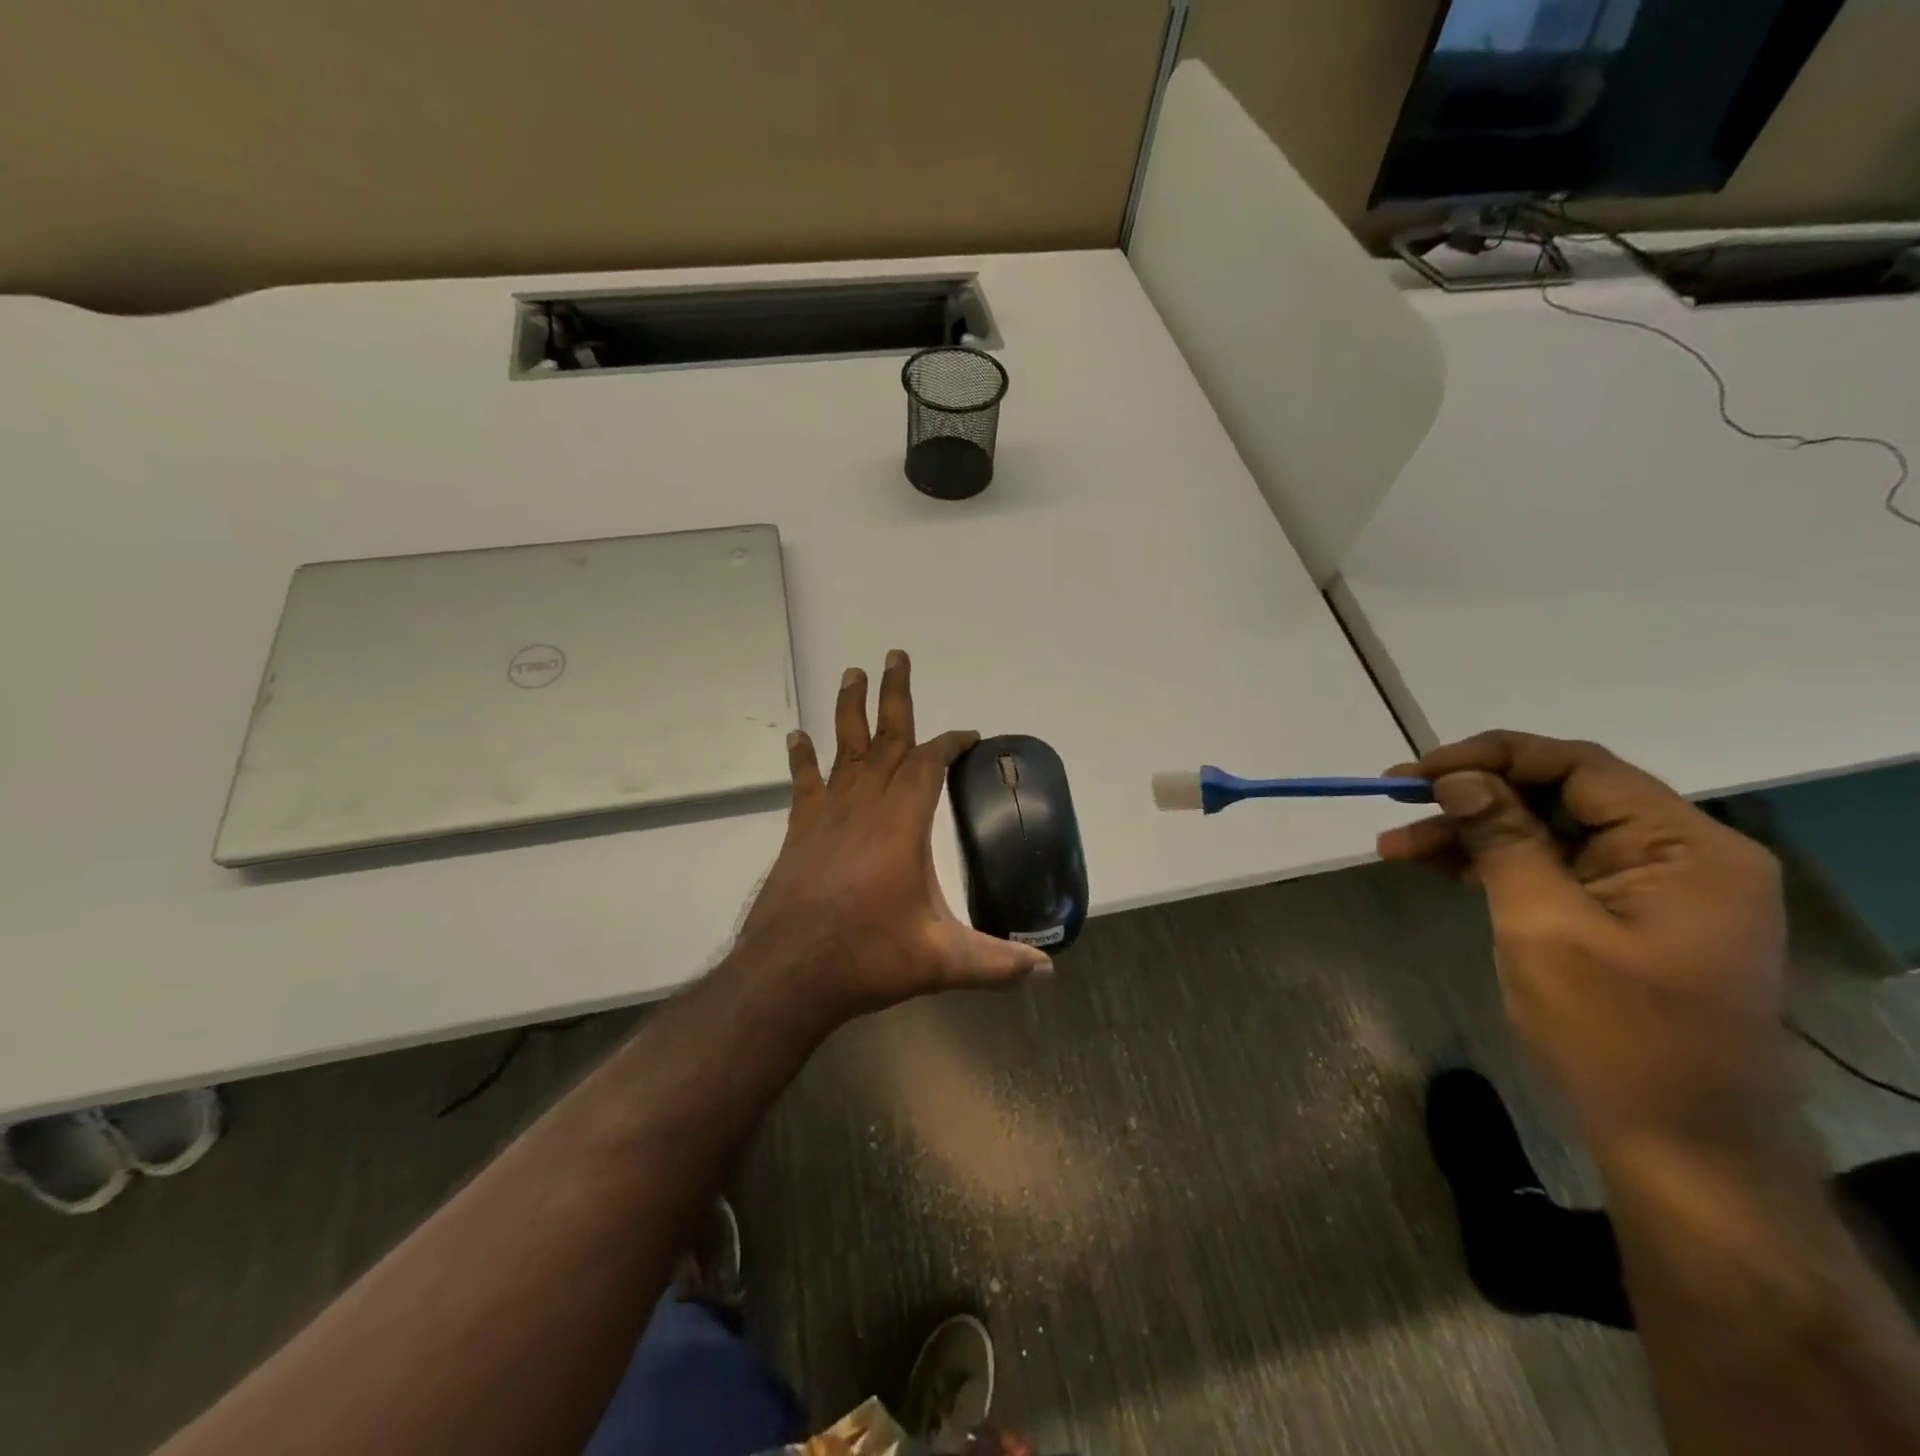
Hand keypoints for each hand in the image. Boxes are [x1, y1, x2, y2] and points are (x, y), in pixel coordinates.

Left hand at [730, 650, 1050, 1024]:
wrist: (788, 973)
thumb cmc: (868, 957)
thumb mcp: (942, 961)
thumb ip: (997, 964)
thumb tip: (1047, 973)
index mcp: (903, 823)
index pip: (930, 764)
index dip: (951, 744)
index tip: (968, 735)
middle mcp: (865, 805)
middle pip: (886, 738)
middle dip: (895, 695)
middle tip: (896, 655)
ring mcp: (828, 815)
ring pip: (844, 749)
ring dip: (850, 710)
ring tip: (852, 674)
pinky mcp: (800, 831)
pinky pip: (805, 783)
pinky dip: (803, 758)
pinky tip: (798, 737)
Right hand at [1378, 732, 1789, 1153]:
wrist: (1675, 1145)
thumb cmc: (1614, 1032)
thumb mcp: (1543, 925)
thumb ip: (1501, 839)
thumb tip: (1458, 778)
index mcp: (1685, 848)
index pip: (1579, 768)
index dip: (1492, 757)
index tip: (1419, 771)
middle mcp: (1677, 856)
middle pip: (1558, 798)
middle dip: (1472, 798)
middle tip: (1395, 801)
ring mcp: (1649, 890)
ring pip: (1543, 834)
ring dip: (1469, 835)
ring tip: (1395, 845)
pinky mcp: (1621, 918)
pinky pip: (1548, 870)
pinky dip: (1490, 866)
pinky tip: (1433, 867)